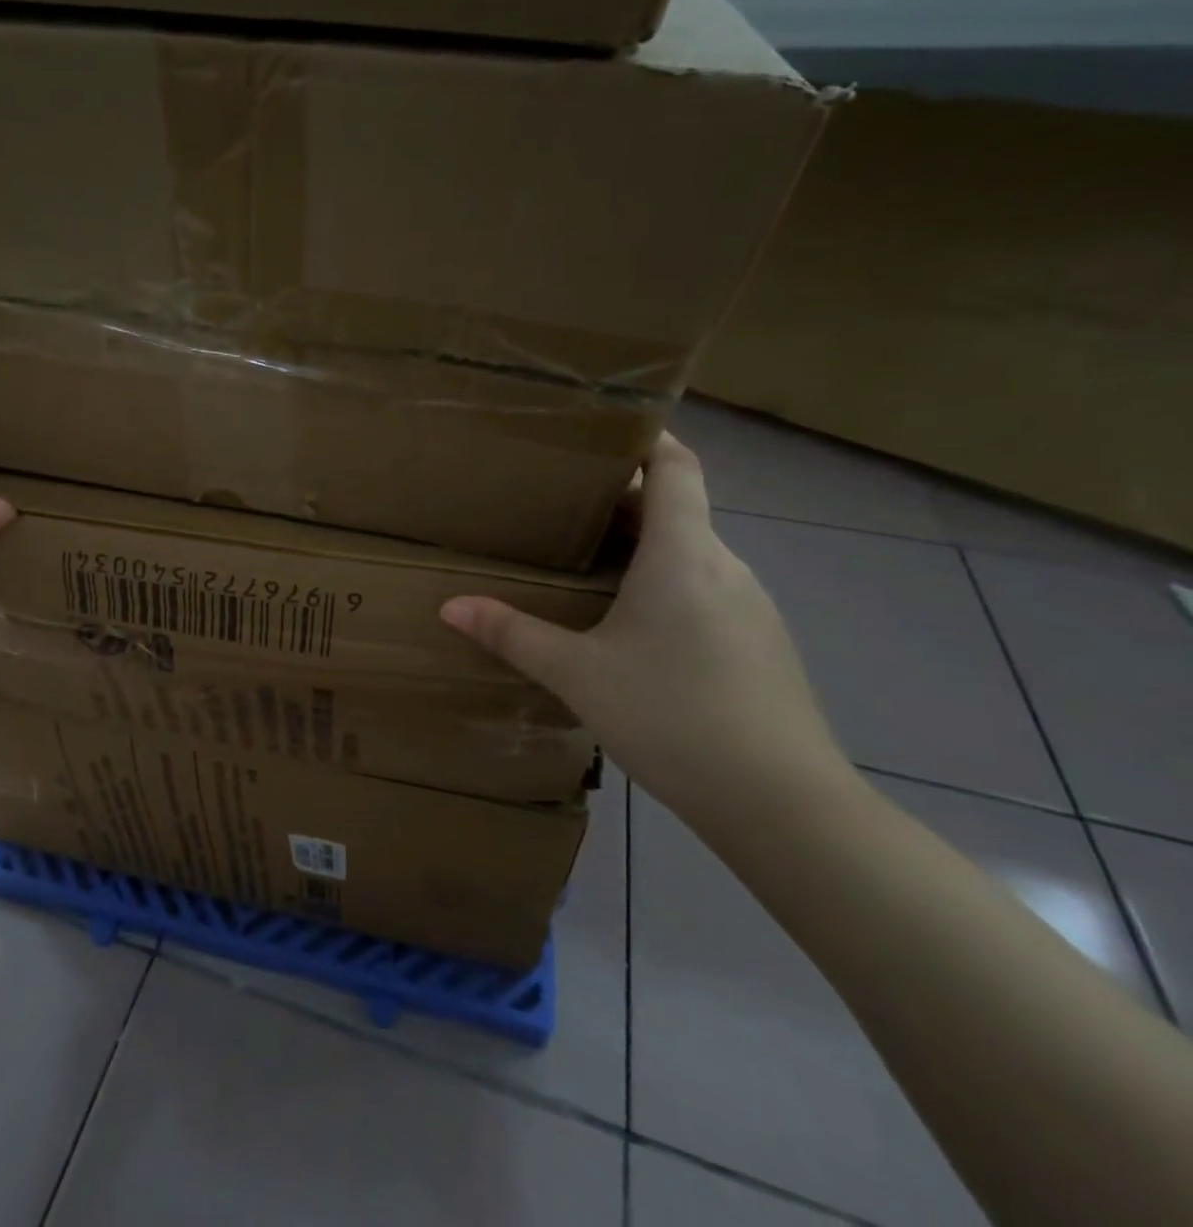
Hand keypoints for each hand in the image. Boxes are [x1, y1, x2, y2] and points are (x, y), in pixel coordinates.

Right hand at [441, 434, 853, 822]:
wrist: (783, 804)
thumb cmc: (673, 716)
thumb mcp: (577, 674)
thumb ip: (511, 634)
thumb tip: (449, 606)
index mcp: (683, 554)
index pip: (677, 466)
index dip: (647, 437)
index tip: (604, 428)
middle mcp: (724, 566)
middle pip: (677, 508)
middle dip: (621, 500)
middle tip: (560, 503)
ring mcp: (750, 606)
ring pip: (690, 553)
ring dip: (642, 546)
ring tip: (585, 562)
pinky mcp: (760, 643)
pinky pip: (704, 589)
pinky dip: (665, 584)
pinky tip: (630, 626)